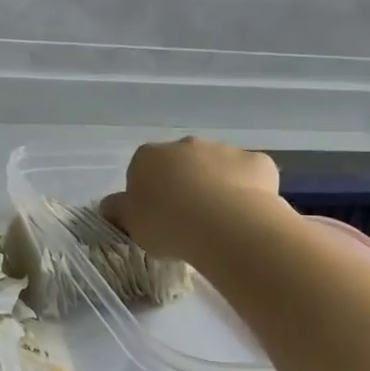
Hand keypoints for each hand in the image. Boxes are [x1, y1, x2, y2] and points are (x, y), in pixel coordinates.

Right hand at [101, 136, 281, 261]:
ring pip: (217, 167)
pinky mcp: (258, 162)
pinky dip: (248, 190)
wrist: (225, 225)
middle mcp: (185, 145)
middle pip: (181, 164)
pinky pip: (250, 176)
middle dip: (184, 184)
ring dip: (216, 185)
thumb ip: (118, 211)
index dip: (149, 194)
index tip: (156, 217)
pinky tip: (247, 215)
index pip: (142, 170)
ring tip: (219, 222)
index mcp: (148, 157)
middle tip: (187, 219)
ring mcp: (224, 149)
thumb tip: (110, 205)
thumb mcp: (130, 224)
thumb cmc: (167, 224)